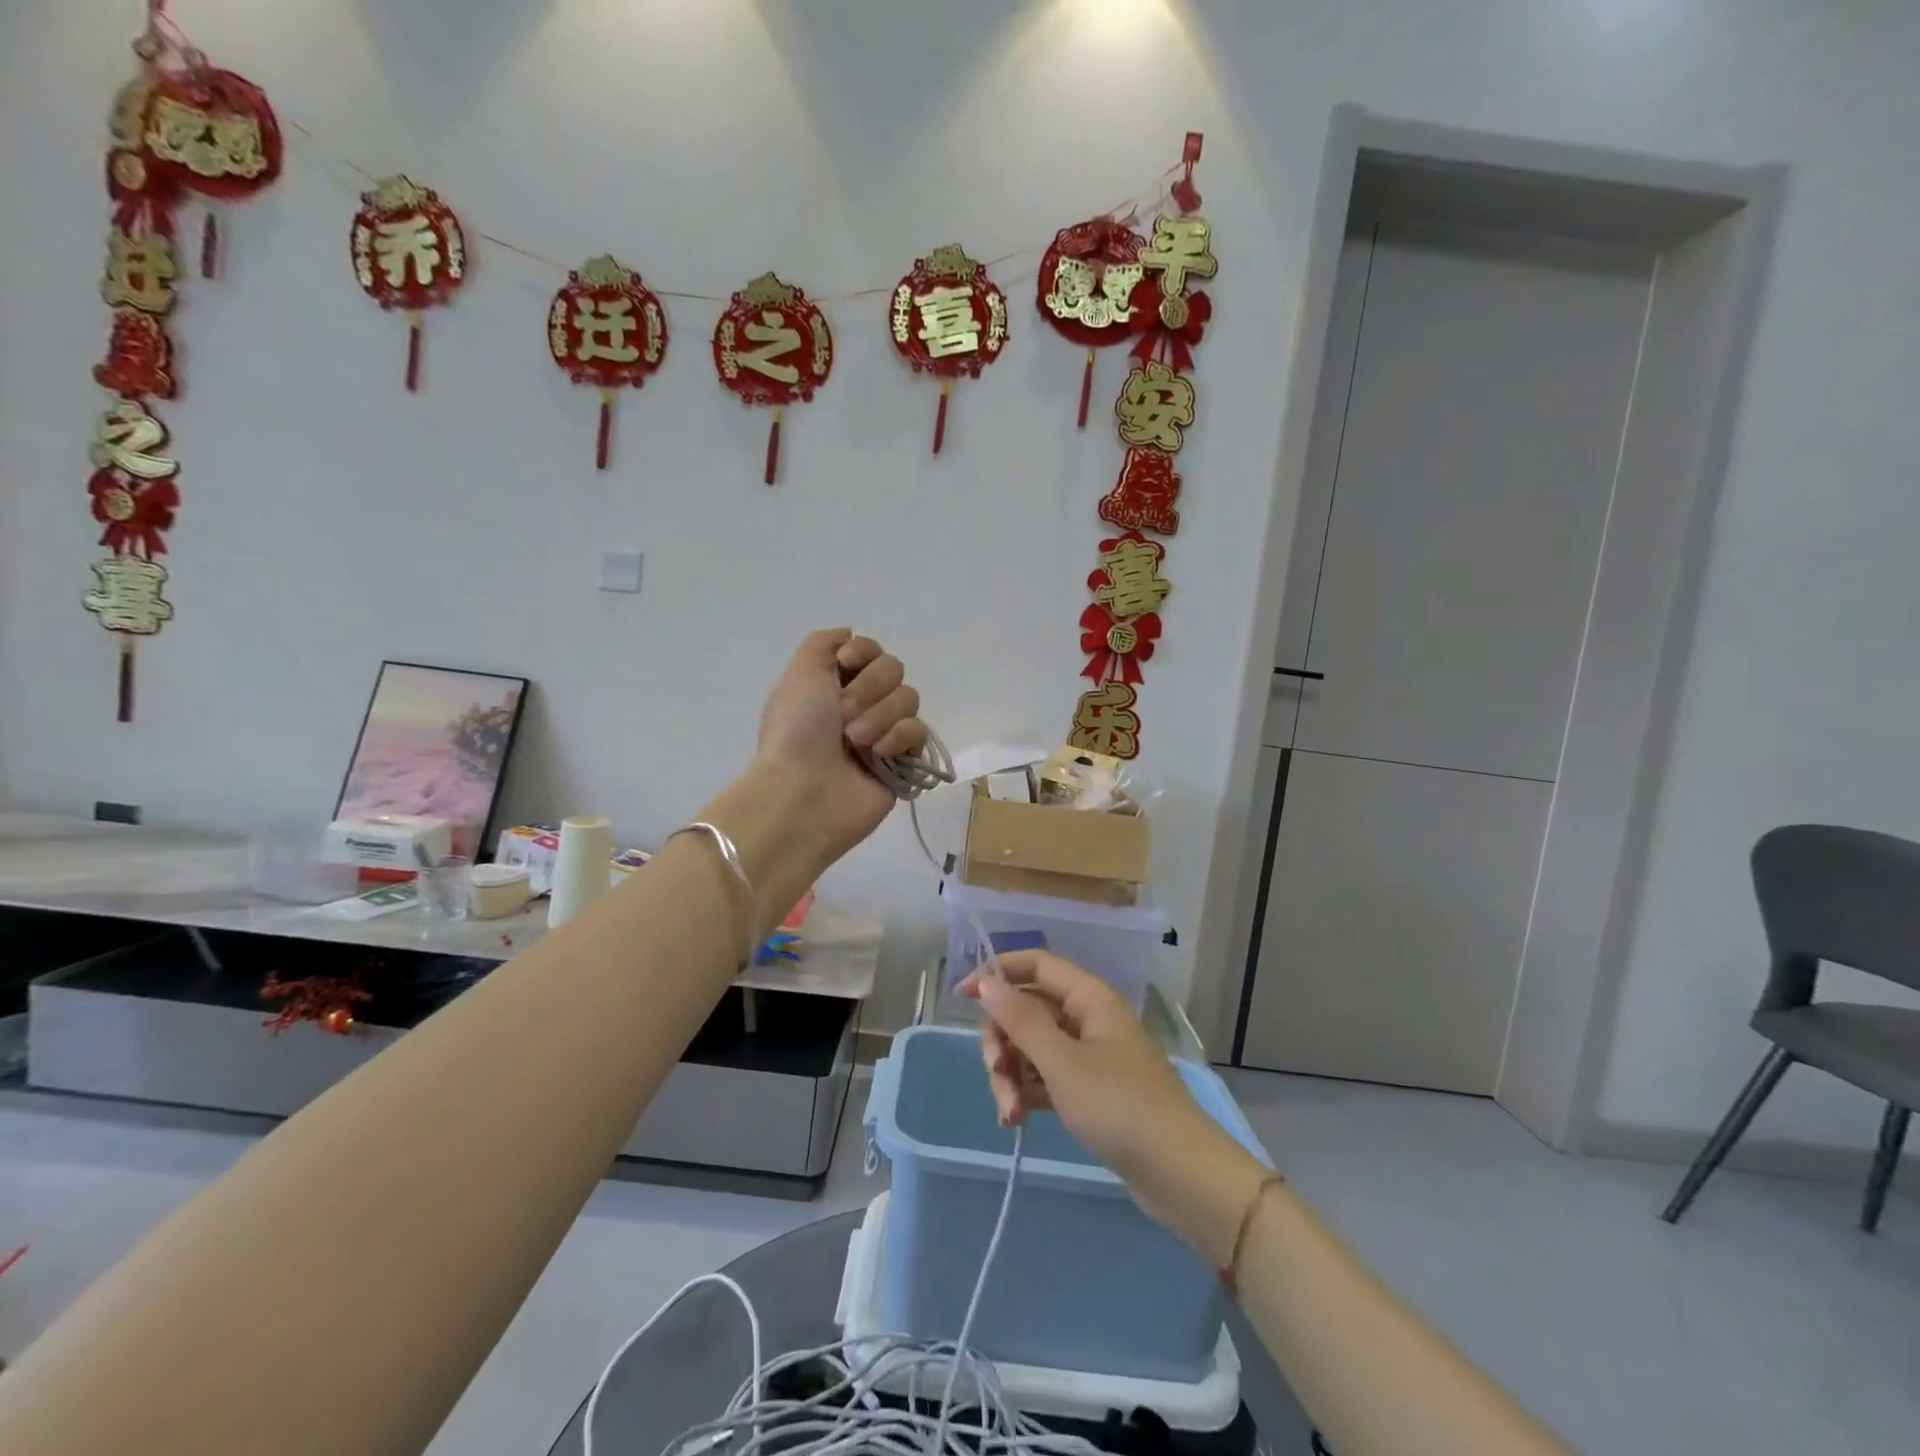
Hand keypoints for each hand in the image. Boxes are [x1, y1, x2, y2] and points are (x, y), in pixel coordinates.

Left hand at [753, 629, 928, 865]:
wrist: (803, 794)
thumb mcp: (799, 674)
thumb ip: (823, 643)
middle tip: (843, 715)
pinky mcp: (904, 761)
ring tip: (856, 742)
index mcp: (834, 684)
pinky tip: (879, 755)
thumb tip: (850, 635)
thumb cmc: (796, 732)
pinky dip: (899, 738)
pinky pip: (919, 732)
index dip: (863, 653)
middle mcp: (861, 705)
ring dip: (880, 716)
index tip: (845, 664)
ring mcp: (884, 733)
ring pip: (908, 699)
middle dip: (869, 688)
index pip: (871, 650)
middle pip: (893, 669)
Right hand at [960, 950, 1271, 1266]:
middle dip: (1003, 1040)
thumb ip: (1021, 1020)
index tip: (962, 998)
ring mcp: (1090, 1055)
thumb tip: (987, 982)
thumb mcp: (1062, 1063)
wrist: (1180, 1174)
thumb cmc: (1120, 1107)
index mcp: (1089, 998)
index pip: (1036, 965)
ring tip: (1009, 1113)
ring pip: (1033, 1047)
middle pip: (1029, 1009)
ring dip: (1012, 1074)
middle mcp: (1089, 1018)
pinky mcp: (1091, 1090)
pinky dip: (1028, 1092)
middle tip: (995, 1073)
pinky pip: (1047, 1077)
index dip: (998, 973)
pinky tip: (1017, 1121)